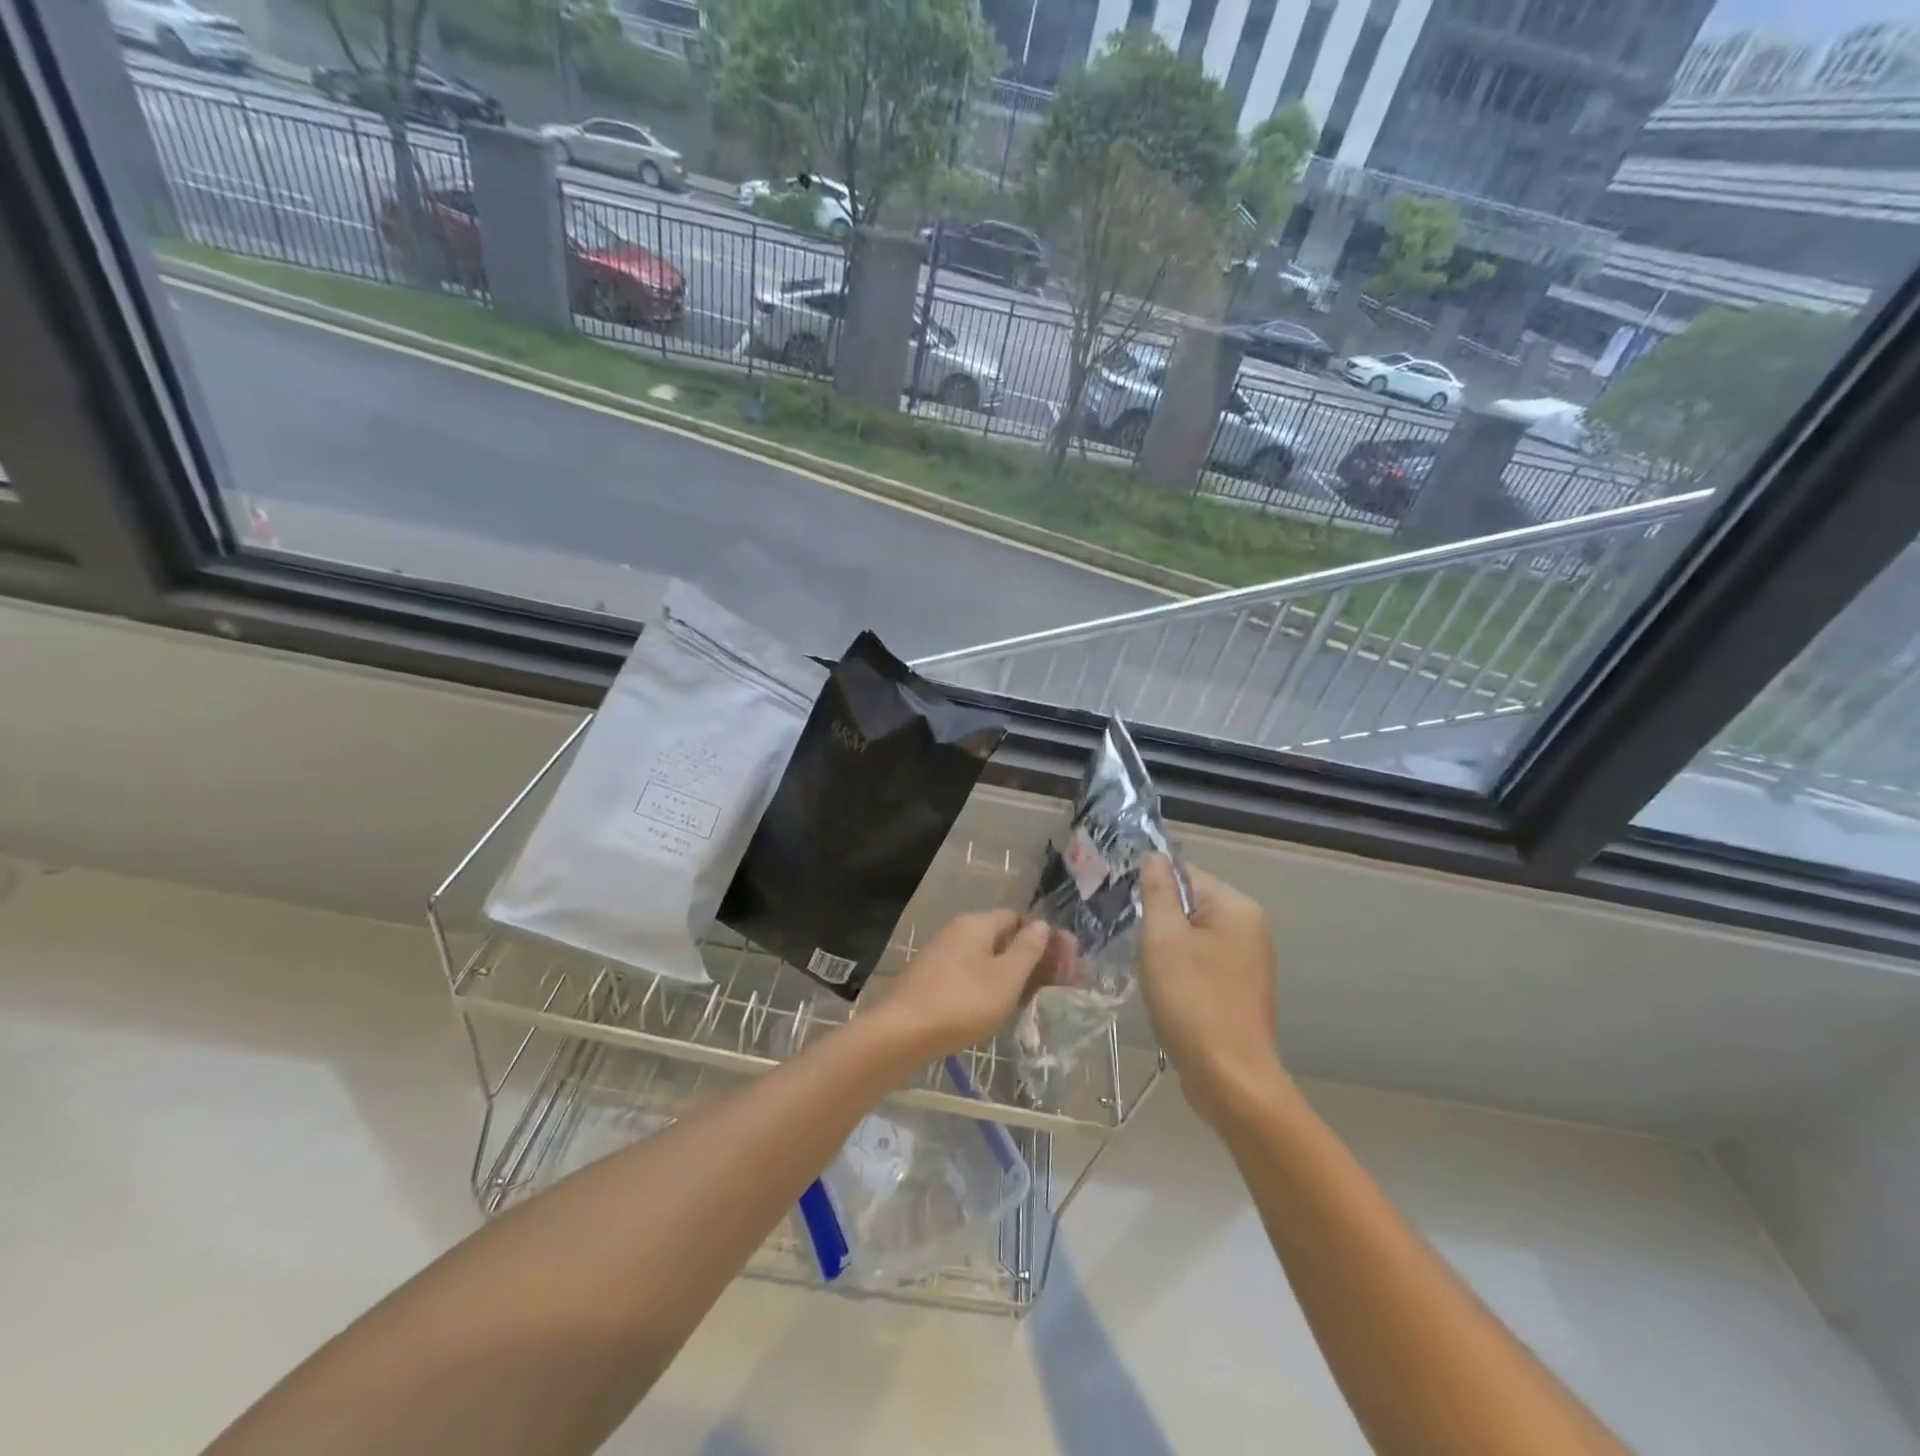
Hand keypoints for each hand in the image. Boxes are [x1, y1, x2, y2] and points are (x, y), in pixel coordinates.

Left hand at [867, 910, 1056, 1064]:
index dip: (1043, 938)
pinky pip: (968, 974)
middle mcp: (957, 931)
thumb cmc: (962, 1003)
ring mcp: (940, 955)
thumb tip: (1042, 924)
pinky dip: (987, 985)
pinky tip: (994, 1008)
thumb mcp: (1005, 979)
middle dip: (1029, 957)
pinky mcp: (930, 979)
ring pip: (985, 958)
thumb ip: (1027, 950)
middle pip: (1001, 937)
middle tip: (1053, 985)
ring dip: (1009, 974)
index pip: (1017, 918)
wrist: (901, 1033)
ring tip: (1028, 1000)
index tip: (1063, 964)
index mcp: (976, 924)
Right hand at [1138, 856, 1287, 1127]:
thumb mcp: (1163, 939)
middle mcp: (1249, 928)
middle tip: (1131, 941)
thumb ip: (1157, 892)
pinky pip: (1202, 964)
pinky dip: (1180, 971)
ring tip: (1145, 969)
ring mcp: (1248, 962)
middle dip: (1157, 920)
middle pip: (1190, 905)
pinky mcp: (1240, 991)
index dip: (1150, 886)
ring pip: (1193, 937)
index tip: (1121, 906)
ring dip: (1166, 948)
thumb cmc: (1192, 1001)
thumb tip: (1154, 856)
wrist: (1230, 1080)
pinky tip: (1165, 992)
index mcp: (1236, 907)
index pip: (1185, 873)